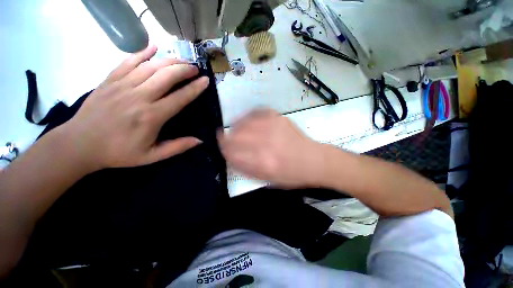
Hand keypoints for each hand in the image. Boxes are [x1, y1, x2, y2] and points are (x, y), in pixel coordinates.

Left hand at [60, 45, 208, 169]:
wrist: (79, 144)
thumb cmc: (118, 152)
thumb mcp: (152, 156)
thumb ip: (177, 147)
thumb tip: (199, 140)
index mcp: (151, 116)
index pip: (180, 97)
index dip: (195, 88)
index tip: (206, 80)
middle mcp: (139, 97)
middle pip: (167, 76)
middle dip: (185, 69)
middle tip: (195, 69)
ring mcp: (122, 85)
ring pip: (151, 66)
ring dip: (170, 61)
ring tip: (182, 61)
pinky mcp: (110, 80)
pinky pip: (128, 61)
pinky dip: (142, 52)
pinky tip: (153, 47)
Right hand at [218, 109, 324, 187]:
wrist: (315, 161)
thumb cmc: (292, 175)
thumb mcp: (268, 179)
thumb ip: (247, 168)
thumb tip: (231, 156)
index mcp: (263, 163)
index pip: (233, 153)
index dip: (223, 149)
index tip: (221, 147)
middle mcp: (267, 143)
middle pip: (236, 136)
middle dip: (226, 137)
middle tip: (224, 138)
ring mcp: (273, 127)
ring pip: (244, 123)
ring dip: (235, 126)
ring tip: (235, 129)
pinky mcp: (279, 118)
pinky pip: (256, 112)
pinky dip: (248, 116)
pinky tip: (247, 121)